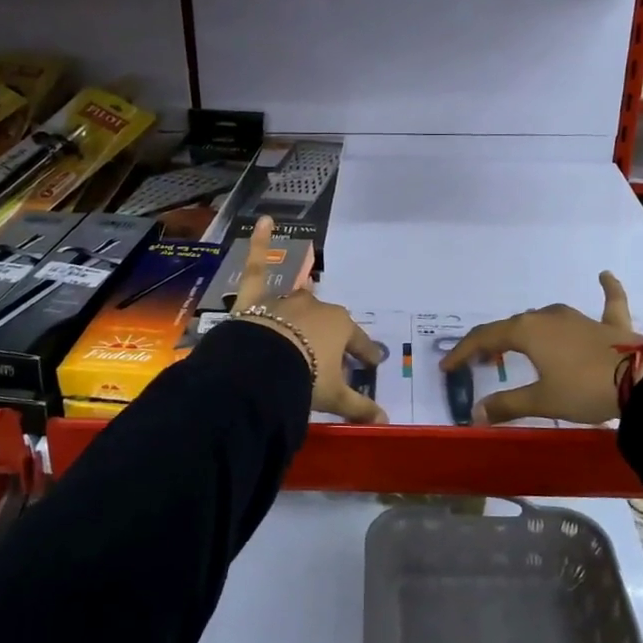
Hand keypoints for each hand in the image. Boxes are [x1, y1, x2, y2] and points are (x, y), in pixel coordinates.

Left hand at [229, 218, 386, 423]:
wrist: (263, 367)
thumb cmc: (305, 378)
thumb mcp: (334, 396)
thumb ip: (360, 407)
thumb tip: (386, 422)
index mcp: (340, 327)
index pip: (358, 342)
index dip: (365, 354)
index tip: (372, 363)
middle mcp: (317, 307)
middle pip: (329, 321)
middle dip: (332, 336)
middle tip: (331, 355)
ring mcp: (286, 297)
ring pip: (299, 295)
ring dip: (304, 301)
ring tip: (307, 306)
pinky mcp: (256, 295)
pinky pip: (258, 265)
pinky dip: (259, 242)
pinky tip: (265, 220)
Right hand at [440, 272, 642, 425]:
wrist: (642, 381)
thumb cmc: (583, 389)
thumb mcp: (542, 400)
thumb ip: (507, 405)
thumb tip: (475, 415)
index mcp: (527, 332)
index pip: (485, 337)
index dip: (463, 352)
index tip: (447, 367)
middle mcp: (549, 317)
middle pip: (513, 326)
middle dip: (494, 342)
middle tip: (483, 361)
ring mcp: (580, 317)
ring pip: (547, 317)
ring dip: (529, 329)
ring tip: (518, 342)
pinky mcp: (610, 324)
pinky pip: (608, 302)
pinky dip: (606, 290)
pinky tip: (605, 274)